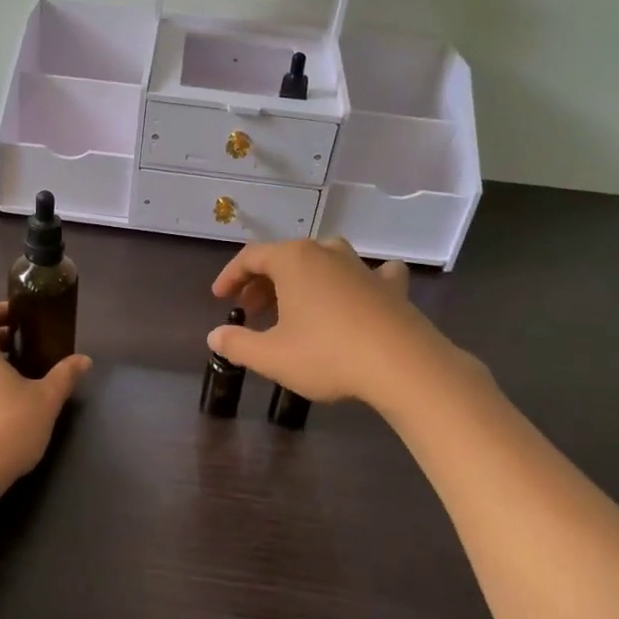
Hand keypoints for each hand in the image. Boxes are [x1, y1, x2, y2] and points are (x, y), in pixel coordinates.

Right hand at [209, 238, 462, 410]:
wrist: (403, 365)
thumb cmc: (328, 355)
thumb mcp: (271, 356)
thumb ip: (237, 344)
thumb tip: (215, 336)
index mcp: (294, 260)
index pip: (251, 257)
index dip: (230, 276)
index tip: (220, 297)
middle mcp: (326, 253)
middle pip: (285, 257)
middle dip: (262, 282)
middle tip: (250, 311)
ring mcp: (362, 266)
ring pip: (323, 261)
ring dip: (302, 280)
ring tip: (293, 305)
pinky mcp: (391, 286)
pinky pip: (369, 273)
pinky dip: (357, 280)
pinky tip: (361, 290)